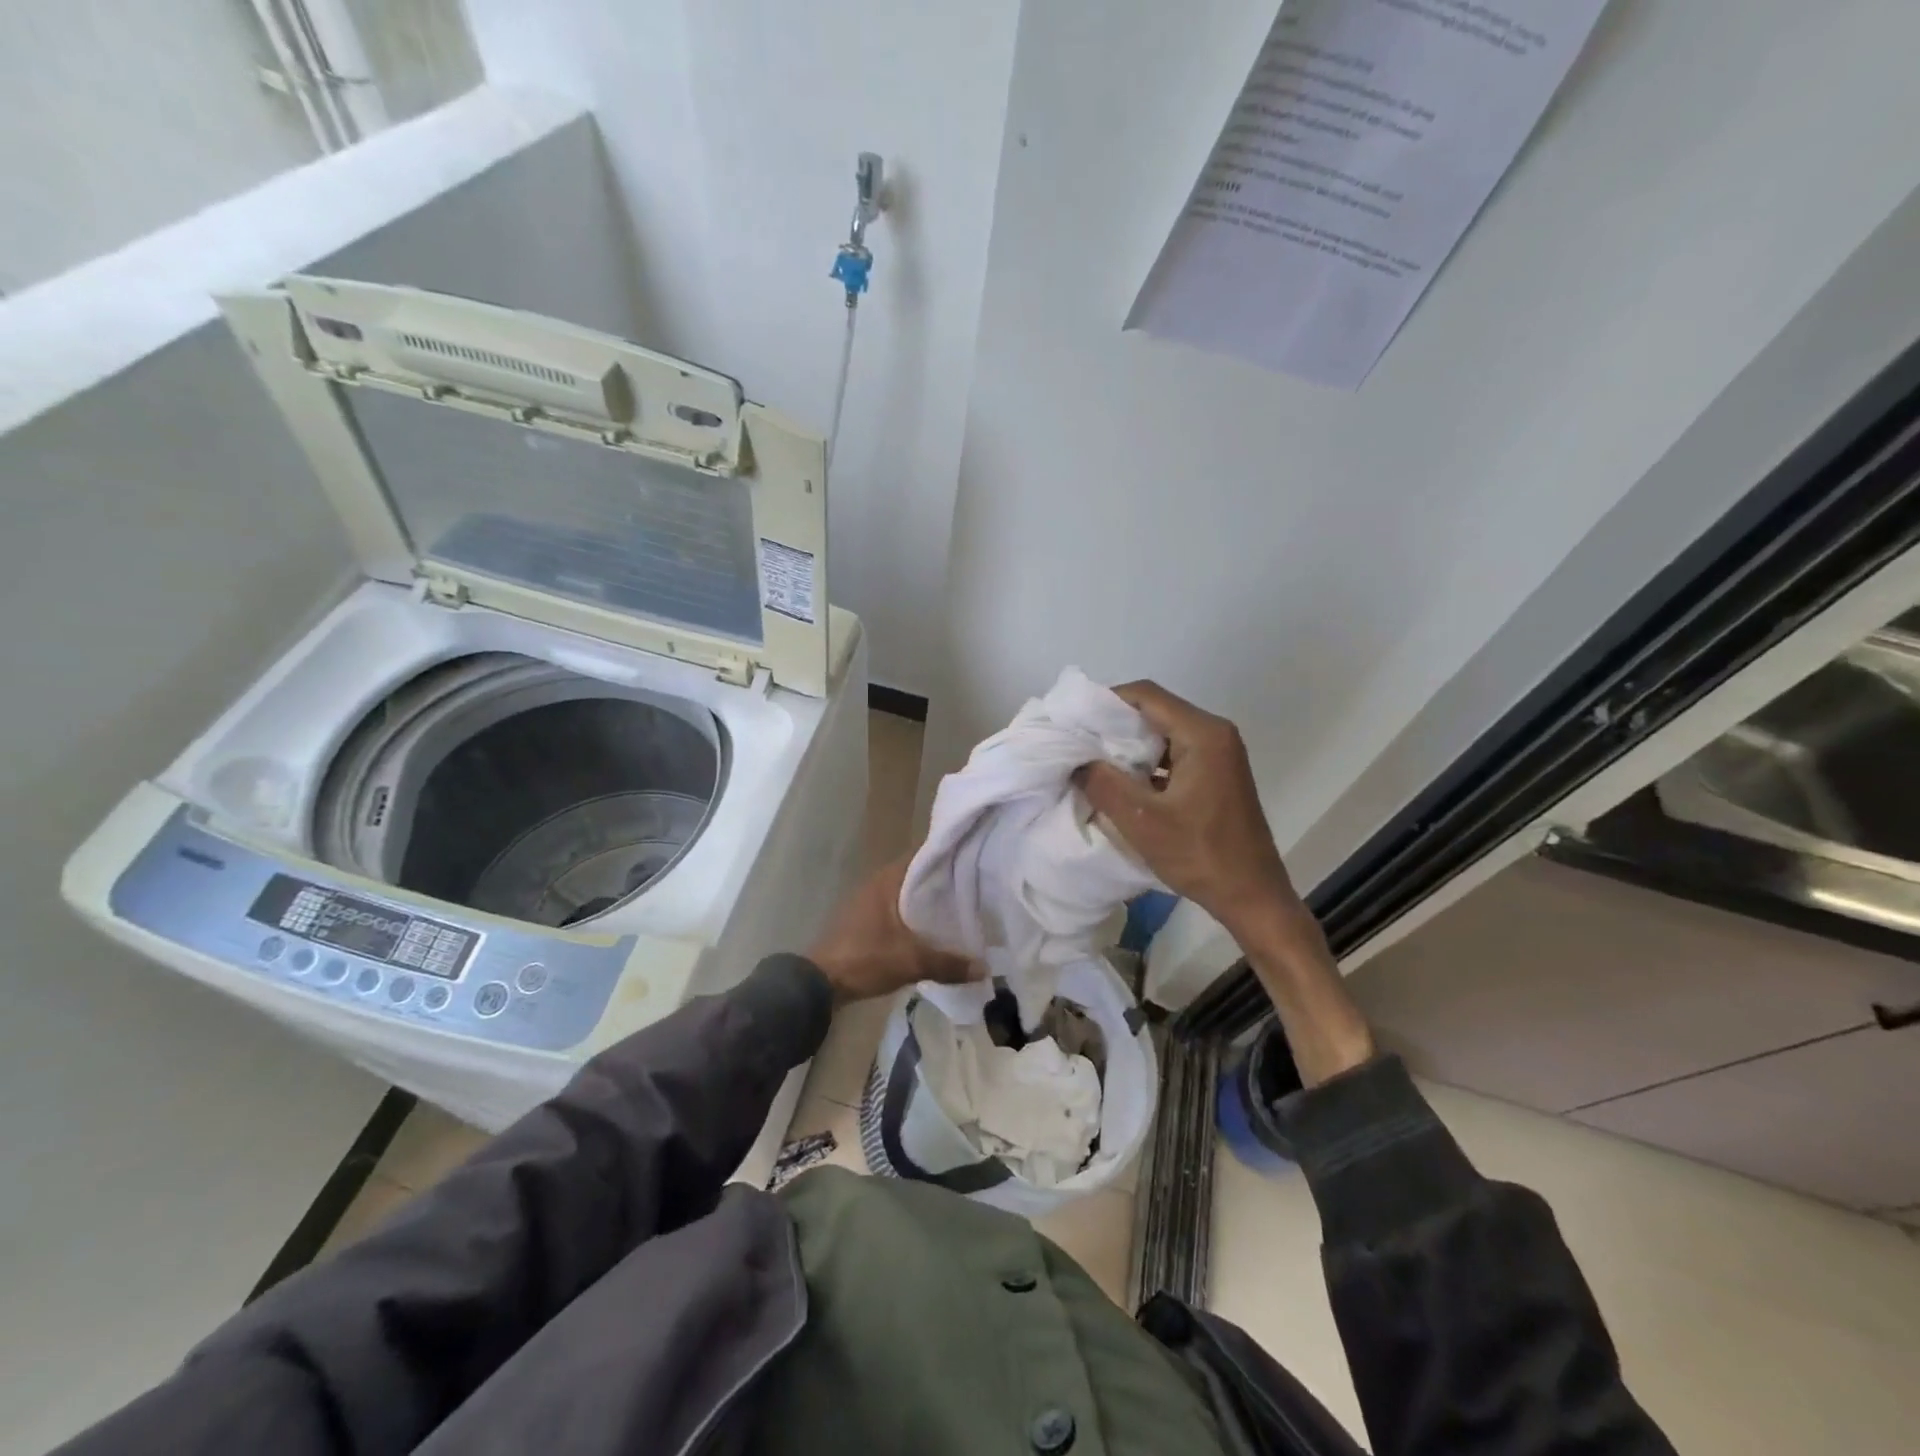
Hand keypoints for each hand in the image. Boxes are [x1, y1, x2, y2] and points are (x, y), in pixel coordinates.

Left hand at [807, 859, 976, 1002]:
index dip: (950, 856)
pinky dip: (917, 916)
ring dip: (930, 901)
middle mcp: (879, 883)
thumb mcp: (910, 962)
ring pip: (909, 894)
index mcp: (888, 880)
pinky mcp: (866, 920)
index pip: (925, 855)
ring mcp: (870, 901)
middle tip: (978, 889)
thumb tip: (984, 967)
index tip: (977, 861)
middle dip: (945, 882)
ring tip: (962, 908)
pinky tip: (935, 930)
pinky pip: (899, 910)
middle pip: (919, 875)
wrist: (819, 983)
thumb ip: (948, 964)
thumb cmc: (864, 959)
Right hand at [1077, 681, 1300, 941]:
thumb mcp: (1143, 822)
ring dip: (1128, 745)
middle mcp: (1214, 734)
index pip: (1145, 696)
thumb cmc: (1201, 855)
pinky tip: (1121, 782)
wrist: (1252, 896)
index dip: (1104, 702)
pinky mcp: (1216, 773)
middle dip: (1113, 724)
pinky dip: (1145, 762)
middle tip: (1077, 743)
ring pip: (1162, 733)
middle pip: (1154, 710)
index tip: (1073, 722)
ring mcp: (1218, 754)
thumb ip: (1104, 784)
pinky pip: (1173, 753)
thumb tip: (1077, 761)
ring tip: (1092, 763)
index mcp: (1202, 734)